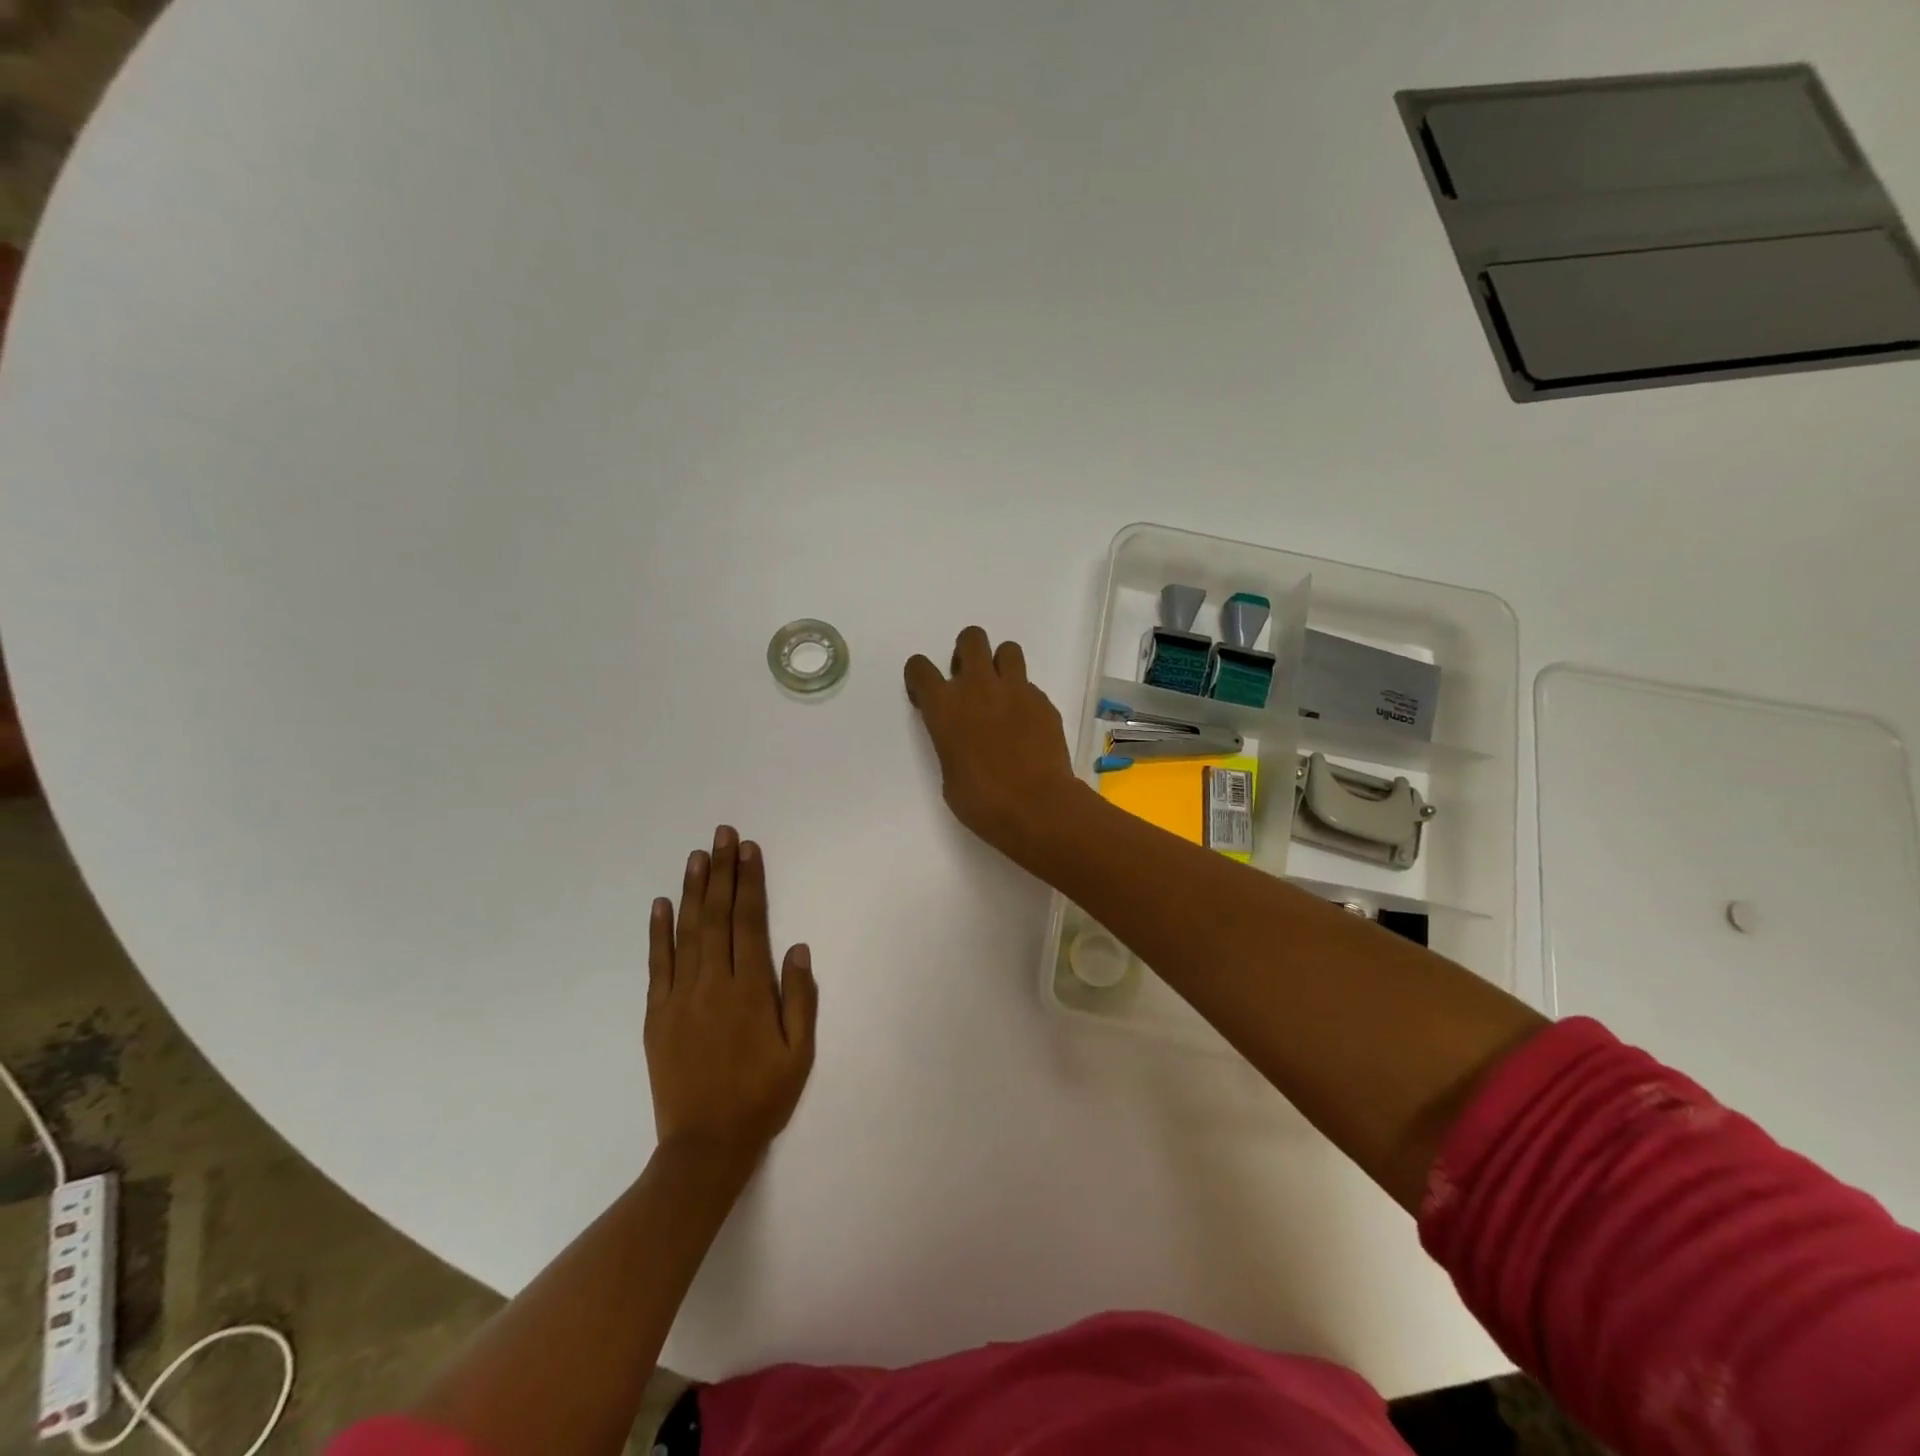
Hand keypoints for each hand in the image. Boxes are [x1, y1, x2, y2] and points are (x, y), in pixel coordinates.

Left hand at [646, 826, 818, 1162]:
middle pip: (717, 916)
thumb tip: (797, 949)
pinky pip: (657, 964)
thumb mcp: (799, 1053)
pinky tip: (660, 904)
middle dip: (721, 872)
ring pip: (686, 932)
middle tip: (723, 834)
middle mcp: (712, 984)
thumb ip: (800, 998)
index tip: (749, 850)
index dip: (749, 883)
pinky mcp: (657, 1015)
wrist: (704, 1148)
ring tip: (697, 855)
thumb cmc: (761, 1098)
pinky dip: (658, 932)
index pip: (749, 923)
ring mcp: (680, 998)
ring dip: (692, 891)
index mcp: (750, 991)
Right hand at [904, 626, 1084, 860]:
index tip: (926, 694)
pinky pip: (1030, 687)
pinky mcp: (1044, 702)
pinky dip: (1025, 699)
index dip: (920, 677)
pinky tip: (1027, 726)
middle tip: (970, 680)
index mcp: (944, 707)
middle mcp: (978, 687)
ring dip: (1001, 664)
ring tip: (1002, 693)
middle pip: (971, 638)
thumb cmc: (982, 801)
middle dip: (967, 652)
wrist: (1037, 806)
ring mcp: (1016, 690)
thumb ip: (951, 744)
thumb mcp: (950, 775)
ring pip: (1008, 649)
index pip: (920, 668)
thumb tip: (963, 739)